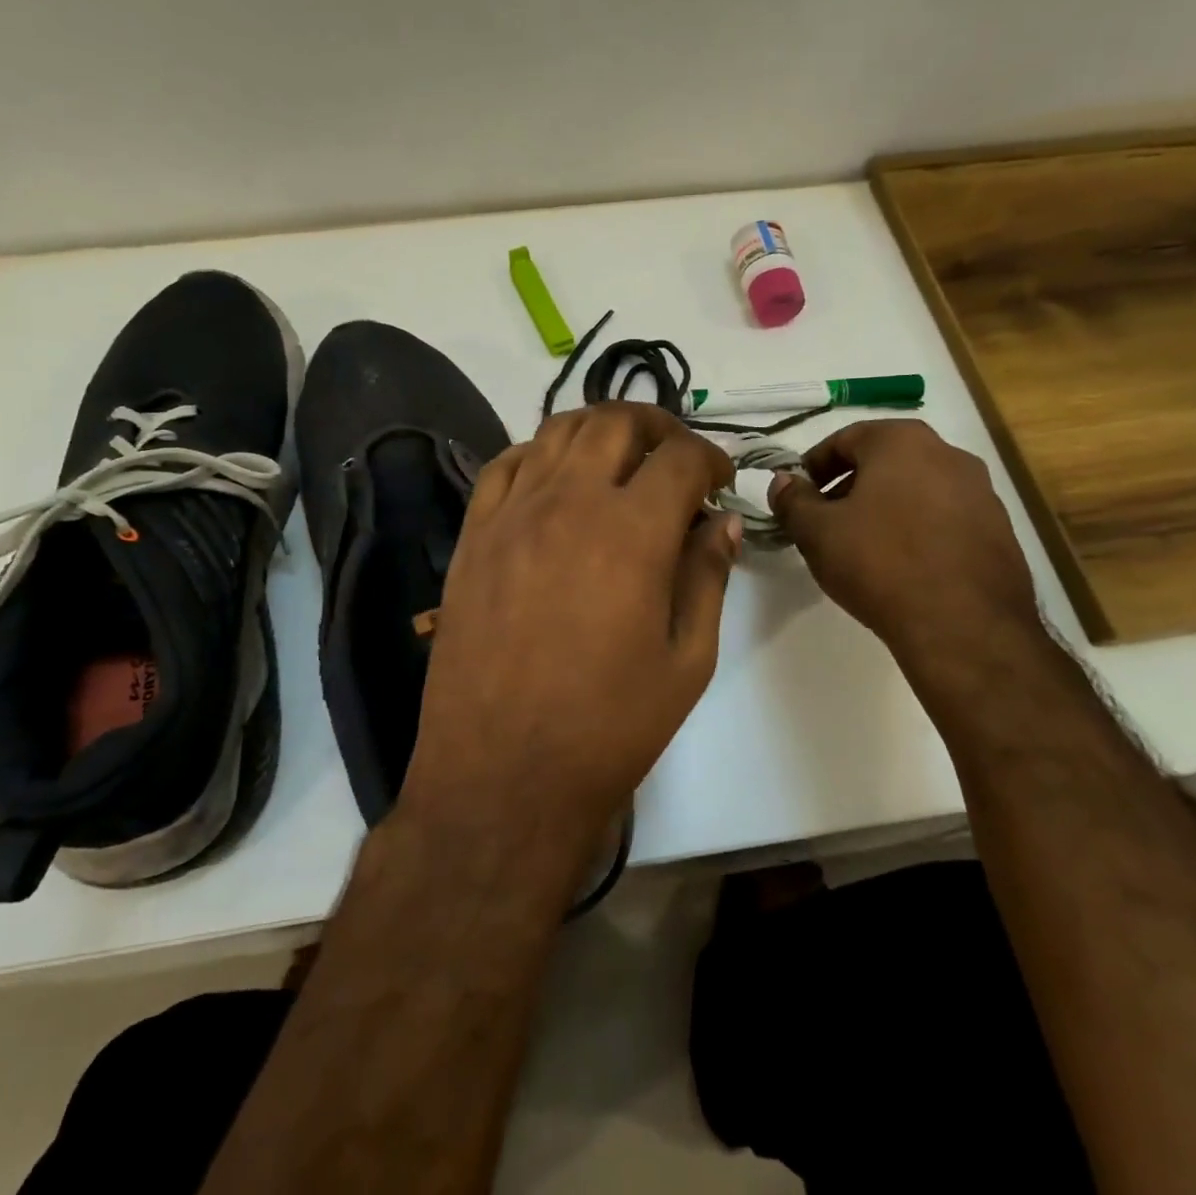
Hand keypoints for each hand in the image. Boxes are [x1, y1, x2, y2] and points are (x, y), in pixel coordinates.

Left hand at [405, 403, 739, 851]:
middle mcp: (568, 502)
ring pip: (558, 429)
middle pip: (616, 421)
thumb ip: (707, 576)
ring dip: (600, 431)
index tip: (719, 483)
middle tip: (674, 459)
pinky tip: (556, 480)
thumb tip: (721, 523)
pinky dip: (541, 454)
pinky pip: (506, 464)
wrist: (502, 773)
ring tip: (619, 460)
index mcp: (631, 532)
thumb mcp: (686, 660)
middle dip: (658, 427)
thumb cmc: (608, 727)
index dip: (711, 458)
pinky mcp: (474, 534)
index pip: (681, 456)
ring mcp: (512, 513)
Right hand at [769, 420, 1042, 682]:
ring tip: (863, 548)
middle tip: (825, 522)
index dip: (813, 466)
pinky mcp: (999, 531)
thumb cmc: (880, 564)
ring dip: (884, 508)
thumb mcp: (817, 532)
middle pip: (884, 461)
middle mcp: (948, 454)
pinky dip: (918, 530)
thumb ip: (793, 501)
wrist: (964, 626)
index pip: (845, 439)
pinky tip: (902, 566)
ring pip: (916, 489)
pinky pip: (944, 518)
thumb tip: (783, 482)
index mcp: (902, 442)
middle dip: (849, 487)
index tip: (798, 496)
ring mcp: (981, 492)